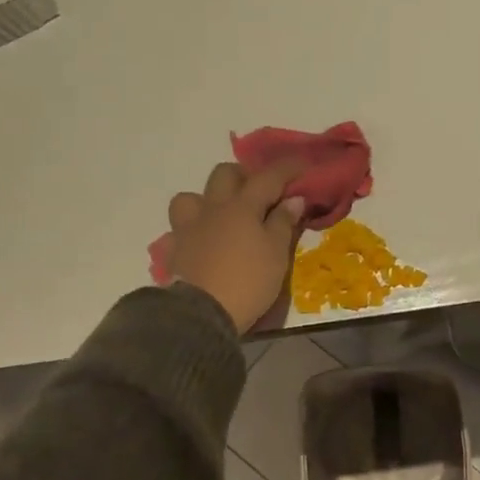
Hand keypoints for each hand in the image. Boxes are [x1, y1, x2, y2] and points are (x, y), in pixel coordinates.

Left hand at [163, 160, 306, 333]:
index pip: (269, 177)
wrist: (202, 314)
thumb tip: (293, 199)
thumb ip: (283, 222)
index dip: (288, 167)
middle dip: (245, 176)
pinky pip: (183, 225)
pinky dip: (196, 226)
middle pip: (225, 174)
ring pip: (193, 196)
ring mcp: (190, 226)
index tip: (303, 164)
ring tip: (225, 215)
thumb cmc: (248, 281)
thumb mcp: (277, 254)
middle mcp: (213, 208)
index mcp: (242, 206)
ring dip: (210, 199)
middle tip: (261, 193)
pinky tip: (206, 239)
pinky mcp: (176, 248)